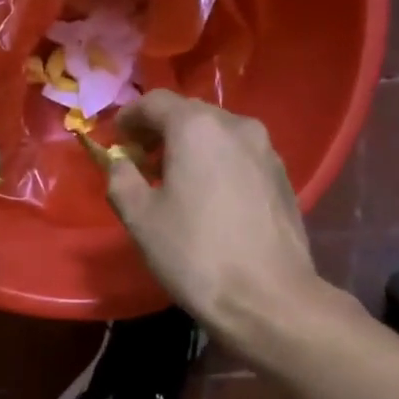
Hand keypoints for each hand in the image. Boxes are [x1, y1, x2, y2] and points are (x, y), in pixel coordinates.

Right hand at [101, 91, 324, 339]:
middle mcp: (236, 125)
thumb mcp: (140, 218)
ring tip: (174, 181)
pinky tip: (209, 198)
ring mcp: (266, 150)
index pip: (155, 101)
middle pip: (189, 114)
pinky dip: (217, 164)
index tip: (116, 139)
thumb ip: (120, 179)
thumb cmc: (194, 254)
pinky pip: (240, 156)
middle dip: (160, 131)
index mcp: (196, 127)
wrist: (268, 297)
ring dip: (191, 148)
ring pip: (218, 134)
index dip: (129, 117)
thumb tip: (118, 162)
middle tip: (140, 161)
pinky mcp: (282, 176)